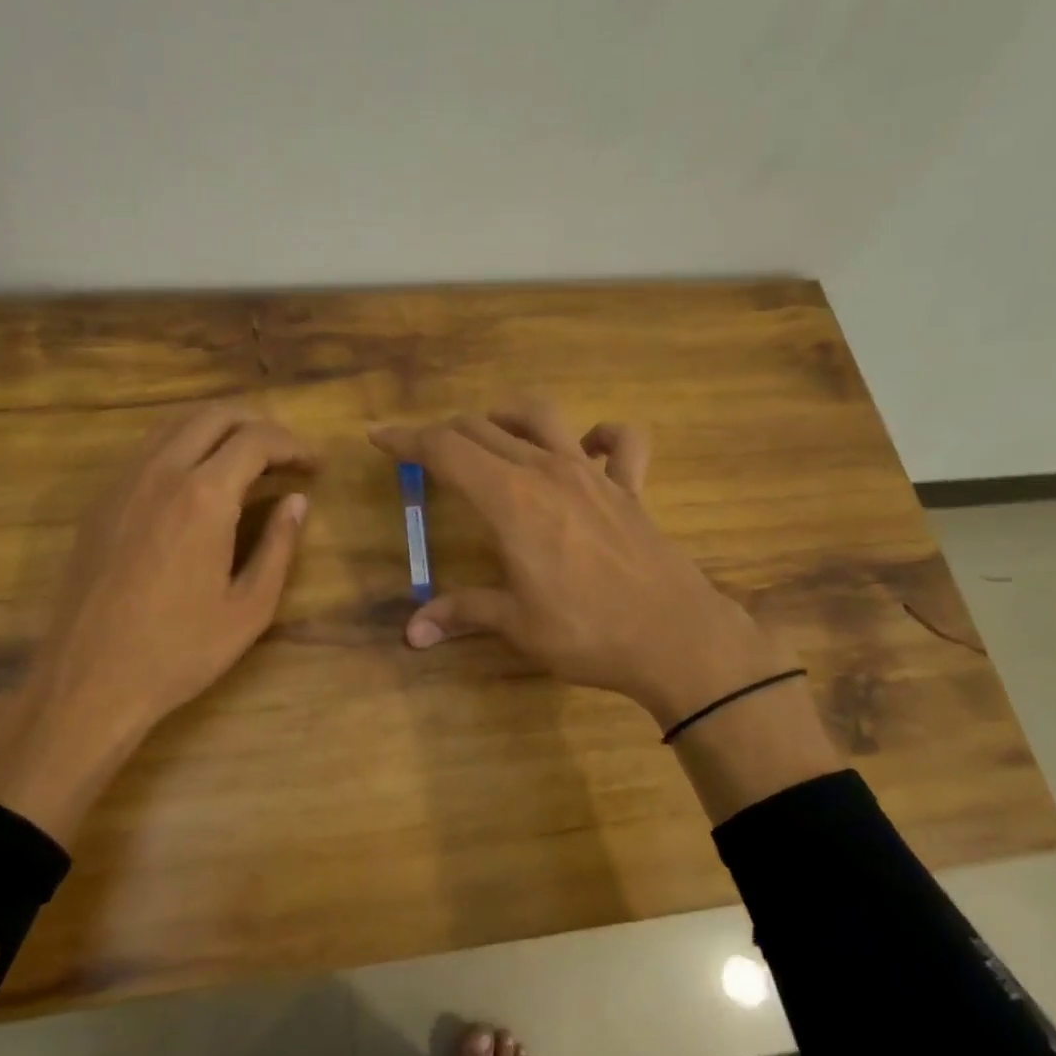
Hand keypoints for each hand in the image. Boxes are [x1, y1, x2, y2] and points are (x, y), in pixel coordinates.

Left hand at [0, 404, 315, 842]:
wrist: (89, 679)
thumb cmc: (180, 650)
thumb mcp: (249, 607)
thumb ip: (279, 546)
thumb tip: (298, 501)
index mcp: (204, 496)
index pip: (257, 439)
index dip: (294, 445)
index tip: (316, 466)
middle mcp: (161, 472)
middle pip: (214, 414)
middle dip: (259, 423)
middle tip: (286, 454)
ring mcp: (124, 482)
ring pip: (176, 424)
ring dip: (220, 428)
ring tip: (248, 460)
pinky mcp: (102, 500)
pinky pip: (149, 449)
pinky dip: (185, 445)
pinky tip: (199, 479)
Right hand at [369, 397, 788, 729]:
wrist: (676, 639)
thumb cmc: (587, 632)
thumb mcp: (516, 625)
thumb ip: (462, 614)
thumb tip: (411, 633)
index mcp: (509, 499)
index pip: (445, 450)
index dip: (406, 439)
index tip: (379, 436)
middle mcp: (546, 471)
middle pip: (483, 429)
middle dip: (444, 432)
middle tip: (422, 451)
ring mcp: (593, 474)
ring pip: (542, 416)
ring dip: (507, 417)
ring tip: (490, 434)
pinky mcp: (630, 488)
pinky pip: (622, 442)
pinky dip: (602, 435)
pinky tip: (587, 448)